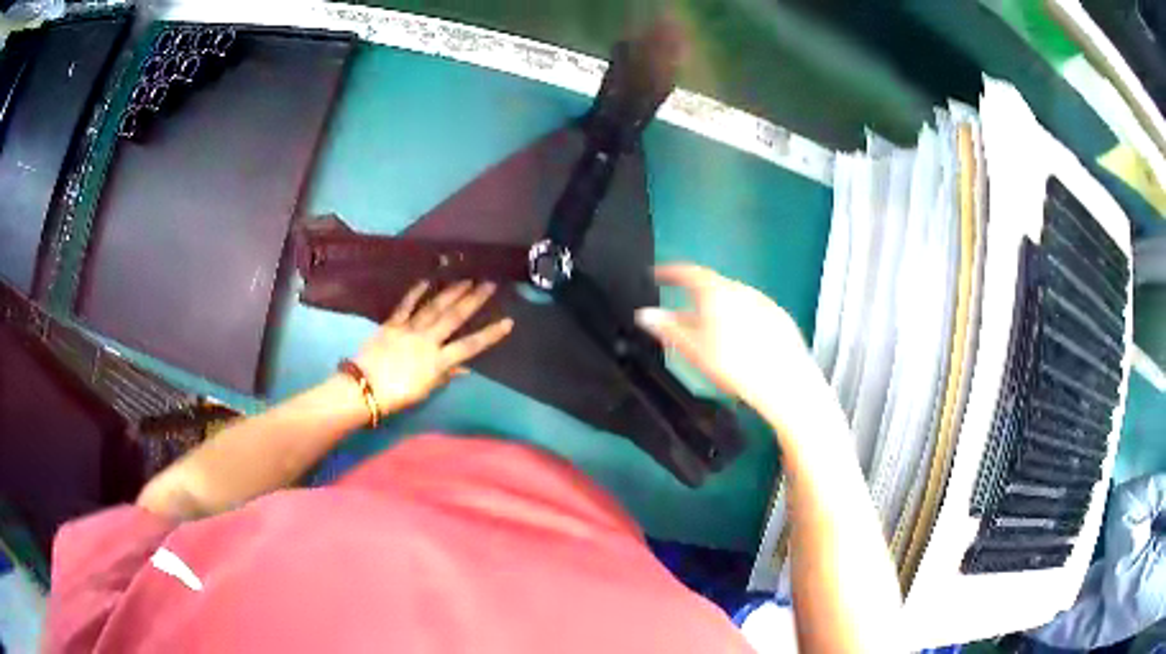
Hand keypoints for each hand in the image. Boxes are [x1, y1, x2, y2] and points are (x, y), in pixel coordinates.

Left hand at [354, 280, 512, 413]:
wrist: (364, 388)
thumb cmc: (397, 396)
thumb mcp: (425, 391)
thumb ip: (445, 376)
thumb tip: (465, 369)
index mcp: (438, 361)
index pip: (470, 346)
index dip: (490, 334)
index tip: (508, 321)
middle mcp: (428, 341)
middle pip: (454, 318)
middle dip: (474, 300)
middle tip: (489, 284)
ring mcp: (409, 329)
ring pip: (434, 307)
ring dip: (452, 292)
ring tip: (467, 279)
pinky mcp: (392, 324)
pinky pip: (406, 306)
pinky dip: (417, 292)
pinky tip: (427, 280)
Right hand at [635, 264, 825, 424]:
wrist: (784, 382)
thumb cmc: (735, 366)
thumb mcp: (694, 350)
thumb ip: (668, 329)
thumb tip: (645, 315)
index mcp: (717, 292)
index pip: (687, 272)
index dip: (669, 272)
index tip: (657, 275)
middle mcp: (741, 290)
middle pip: (713, 286)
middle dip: (695, 298)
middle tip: (682, 316)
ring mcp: (764, 302)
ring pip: (734, 300)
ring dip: (719, 310)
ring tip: (711, 335)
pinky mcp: (780, 318)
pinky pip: (753, 312)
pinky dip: (741, 320)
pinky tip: (741, 344)